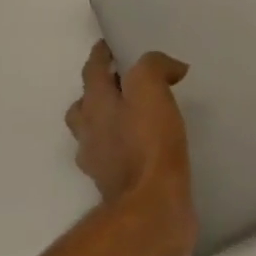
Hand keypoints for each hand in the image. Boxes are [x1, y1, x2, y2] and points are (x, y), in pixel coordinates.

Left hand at [68, 42, 197, 255]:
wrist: (151, 210)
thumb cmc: (148, 144)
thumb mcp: (151, 89)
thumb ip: (154, 67)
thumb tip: (171, 68)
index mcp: (96, 105)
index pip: (92, 71)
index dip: (101, 55)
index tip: (109, 45)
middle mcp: (90, 133)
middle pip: (84, 105)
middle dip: (99, 90)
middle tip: (124, 82)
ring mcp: (100, 164)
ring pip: (97, 134)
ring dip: (110, 121)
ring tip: (138, 116)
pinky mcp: (117, 188)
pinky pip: (116, 159)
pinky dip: (127, 148)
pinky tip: (149, 149)